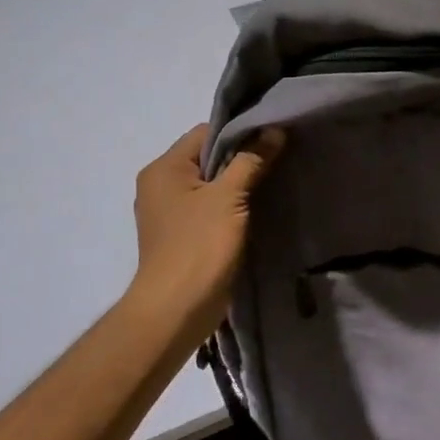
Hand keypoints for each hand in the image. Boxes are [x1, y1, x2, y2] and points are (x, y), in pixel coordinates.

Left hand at [123, 123, 284, 339]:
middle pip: (208, 157)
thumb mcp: (230, 197)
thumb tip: (274, 130)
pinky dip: (232, 205)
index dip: (240, 132)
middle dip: (243, 158)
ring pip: (211, 184)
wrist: (176, 309)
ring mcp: (169, 212)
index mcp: (164, 168)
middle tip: (280, 158)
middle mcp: (160, 185)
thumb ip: (252, 160)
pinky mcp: (182, 235)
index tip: (273, 137)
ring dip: (240, 183)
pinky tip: (258, 210)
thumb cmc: (199, 246)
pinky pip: (210, 207)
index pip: (206, 132)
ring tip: (274, 182)